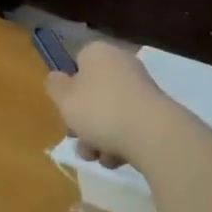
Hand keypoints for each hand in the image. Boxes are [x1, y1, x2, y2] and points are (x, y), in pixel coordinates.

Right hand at [43, 41, 174, 170]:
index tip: (66, 108)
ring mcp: (141, 88)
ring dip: (98, 137)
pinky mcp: (156, 112)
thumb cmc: (100, 110)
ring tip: (96, 156)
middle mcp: (122, 64)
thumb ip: (55, 86)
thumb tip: (58, 78)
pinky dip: (120, 142)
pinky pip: (129, 126)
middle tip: (78, 140)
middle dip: (83, 121)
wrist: (151, 134)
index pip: (78, 62)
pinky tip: (116, 158)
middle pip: (94, 92)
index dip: (69, 87)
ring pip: (110, 113)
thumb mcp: (64, 98)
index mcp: (99, 53)